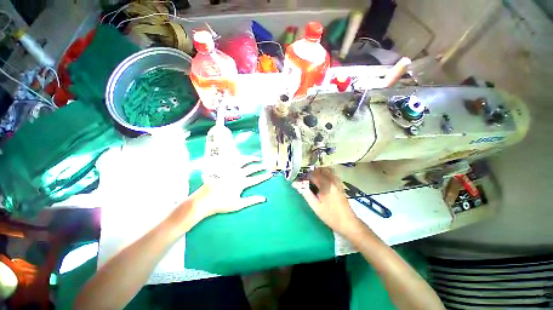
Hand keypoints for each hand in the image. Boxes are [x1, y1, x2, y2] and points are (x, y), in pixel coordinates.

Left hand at [191, 156, 271, 222]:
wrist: (204, 200)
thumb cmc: (222, 204)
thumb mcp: (238, 204)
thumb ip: (252, 200)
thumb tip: (264, 199)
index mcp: (242, 183)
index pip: (256, 179)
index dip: (264, 177)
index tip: (270, 174)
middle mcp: (237, 174)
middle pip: (252, 168)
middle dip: (260, 167)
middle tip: (266, 165)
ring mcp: (230, 170)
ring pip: (243, 161)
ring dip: (251, 159)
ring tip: (257, 158)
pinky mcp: (223, 168)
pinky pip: (231, 160)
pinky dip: (238, 157)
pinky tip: (241, 157)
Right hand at [292, 168, 360, 235]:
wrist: (347, 222)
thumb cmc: (330, 215)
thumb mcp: (315, 205)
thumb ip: (306, 193)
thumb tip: (296, 184)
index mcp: (326, 185)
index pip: (313, 174)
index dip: (305, 176)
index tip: (300, 180)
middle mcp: (332, 180)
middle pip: (321, 169)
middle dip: (312, 172)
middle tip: (306, 179)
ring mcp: (338, 182)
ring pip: (327, 170)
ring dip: (319, 172)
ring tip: (313, 179)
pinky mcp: (340, 185)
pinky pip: (332, 174)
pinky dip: (325, 174)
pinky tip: (322, 181)